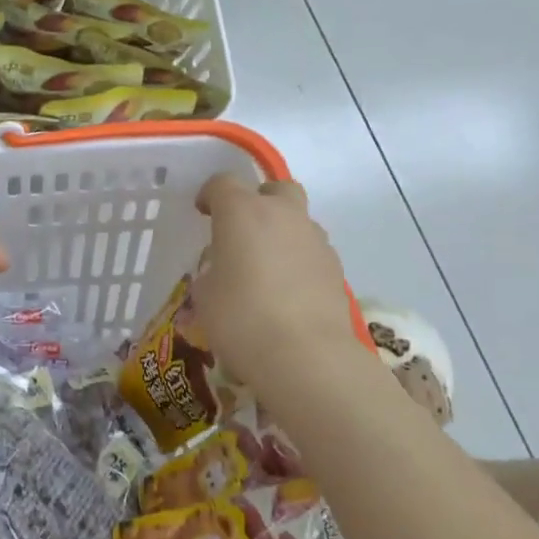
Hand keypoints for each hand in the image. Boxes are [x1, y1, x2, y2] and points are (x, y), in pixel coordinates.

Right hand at [191, 174, 363, 391]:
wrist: (305, 355)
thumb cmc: (240, 318)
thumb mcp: (204, 295)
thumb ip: (211, 272)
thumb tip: (224, 270)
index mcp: (242, 212)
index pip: (223, 183)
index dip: (210, 195)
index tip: (202, 213)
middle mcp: (282, 215)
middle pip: (275, 188)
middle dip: (258, 200)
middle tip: (242, 230)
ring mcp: (315, 239)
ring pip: (298, 220)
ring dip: (281, 232)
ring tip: (265, 267)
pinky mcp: (336, 267)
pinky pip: (311, 251)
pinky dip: (297, 261)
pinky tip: (287, 292)